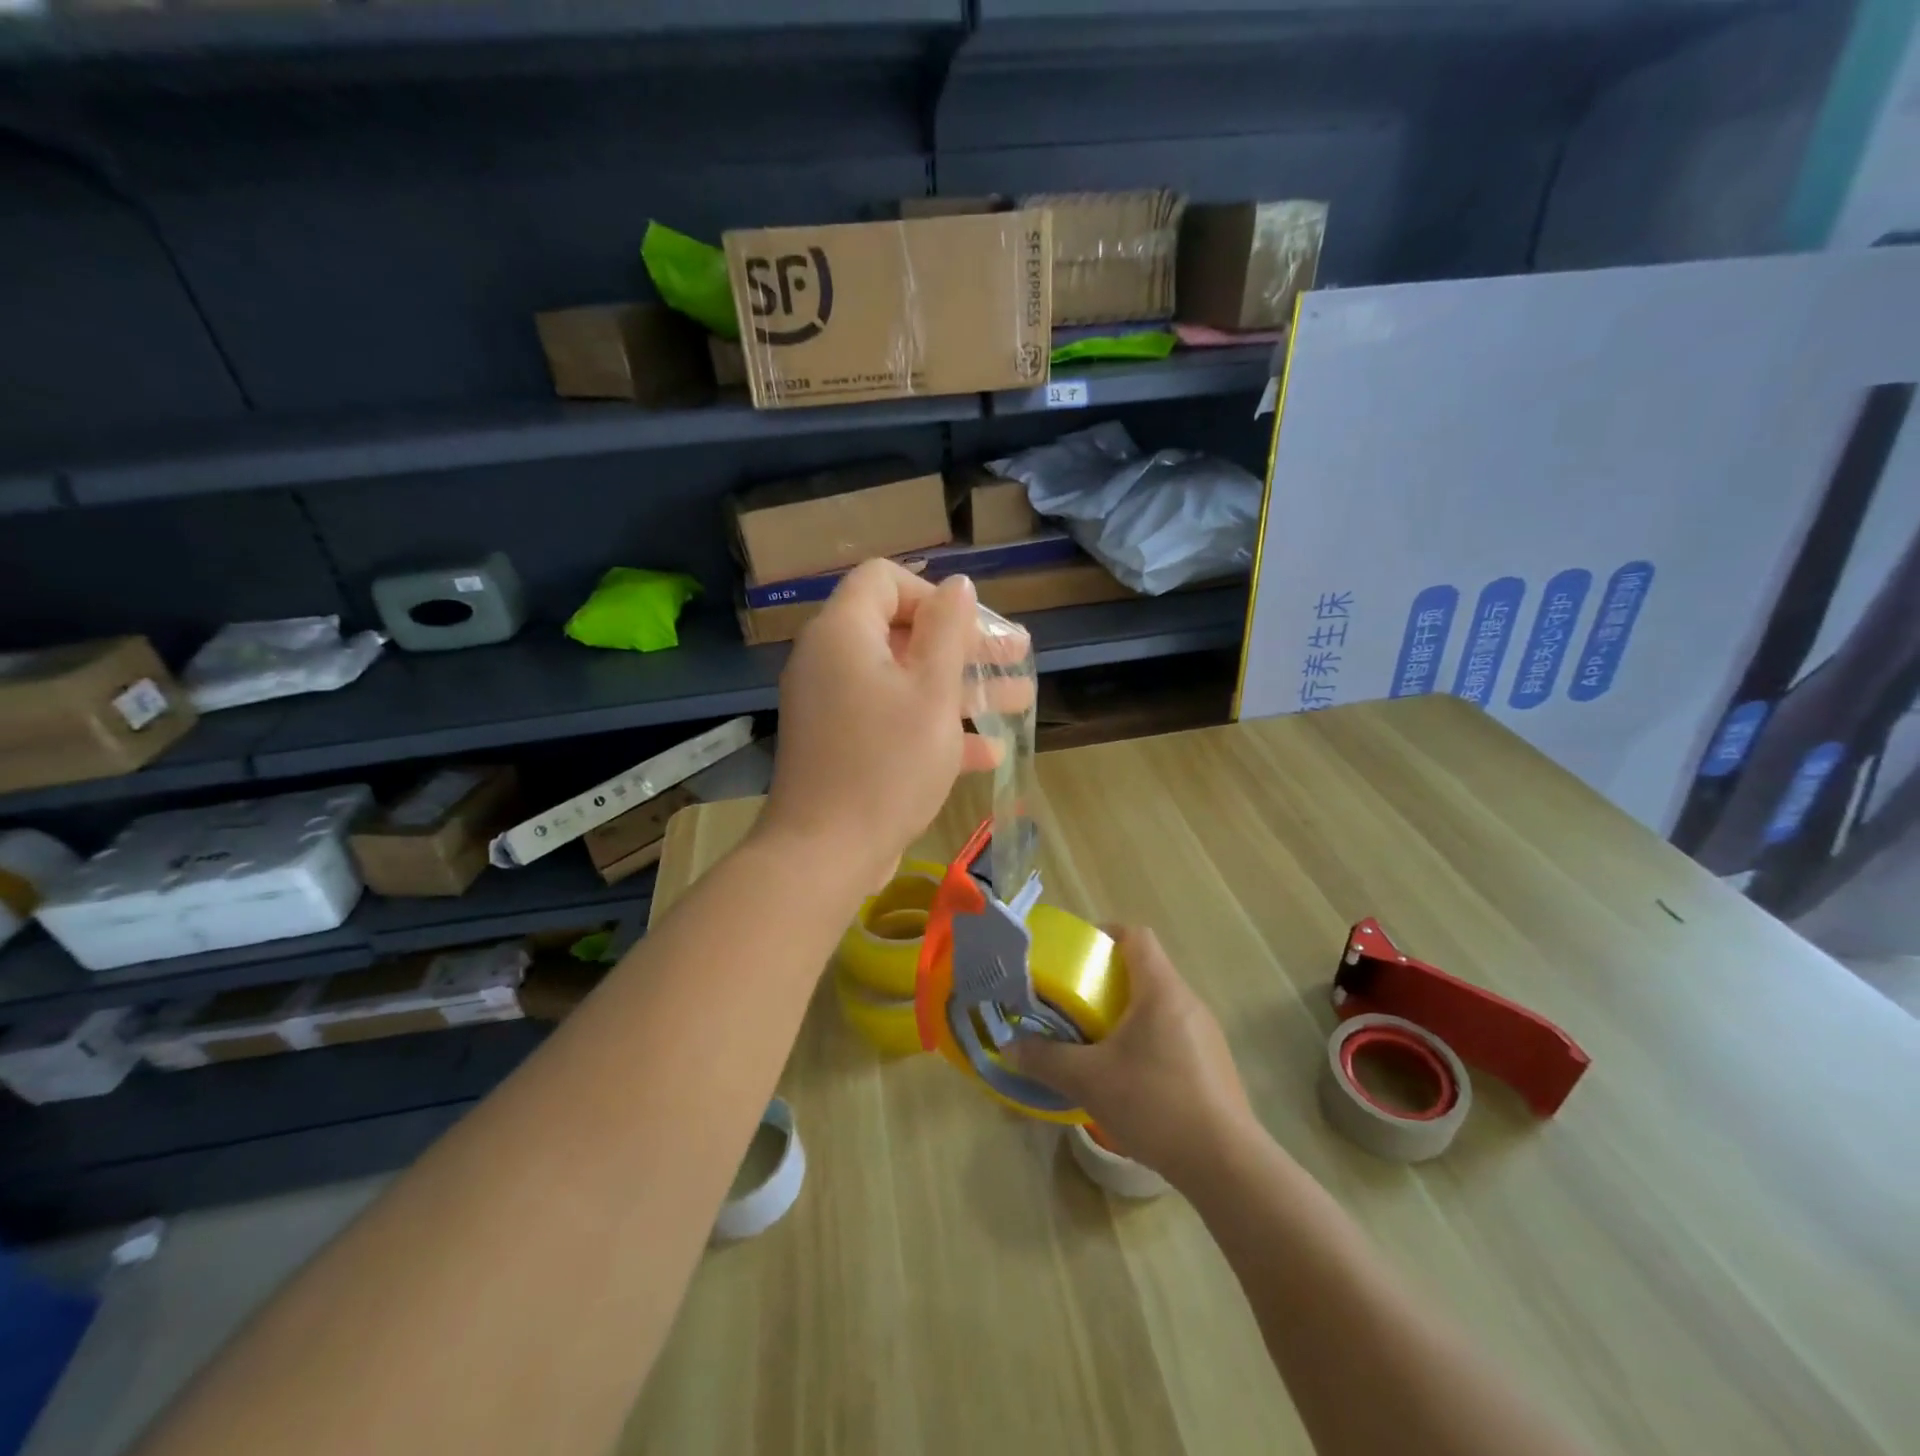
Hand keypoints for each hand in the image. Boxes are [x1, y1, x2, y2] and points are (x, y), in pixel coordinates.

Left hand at [759, 560, 995, 889]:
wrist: (826, 853)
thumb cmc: (887, 763)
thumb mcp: (932, 692)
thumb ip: (949, 632)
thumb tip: (958, 585)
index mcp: (844, 633)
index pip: (885, 580)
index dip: (934, 594)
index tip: (972, 626)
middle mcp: (831, 661)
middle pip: (903, 632)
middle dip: (965, 645)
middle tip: (1016, 656)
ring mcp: (834, 706)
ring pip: (905, 681)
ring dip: (962, 689)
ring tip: (1021, 699)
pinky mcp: (842, 745)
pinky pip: (891, 719)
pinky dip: (933, 727)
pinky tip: (988, 754)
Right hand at [1012, 927, 1258, 1186]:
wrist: (1226, 1164)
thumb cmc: (1155, 1104)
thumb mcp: (1089, 1081)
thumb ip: (1046, 1059)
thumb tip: (1010, 1046)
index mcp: (1160, 990)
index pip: (1135, 936)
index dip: (1105, 935)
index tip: (1077, 955)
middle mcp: (1187, 1001)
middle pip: (1146, 970)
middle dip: (1108, 980)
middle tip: (1077, 1003)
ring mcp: (1206, 1033)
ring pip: (1160, 1005)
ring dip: (1128, 1013)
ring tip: (1099, 1042)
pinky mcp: (1215, 1064)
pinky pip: (1174, 1033)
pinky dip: (1148, 1040)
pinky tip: (1132, 1078)